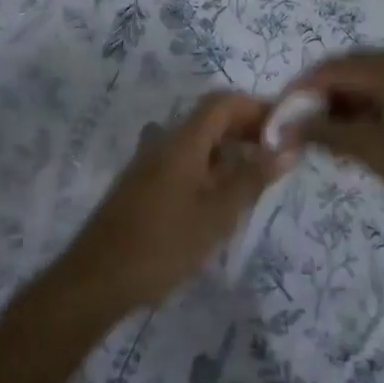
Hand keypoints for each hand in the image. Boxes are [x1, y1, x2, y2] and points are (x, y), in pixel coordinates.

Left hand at [58, 93, 294, 312]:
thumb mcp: (216, 216)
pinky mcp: (141, 185)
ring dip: (227, 150)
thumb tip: (287, 149)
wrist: (96, 279)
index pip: (222, 103)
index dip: (256, 107)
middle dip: (245, 129)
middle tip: (277, 154)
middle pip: (209, 119)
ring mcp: (148, 163)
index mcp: (181, 141)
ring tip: (255, 177)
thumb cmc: (161, 245)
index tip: (286, 127)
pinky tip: (220, 197)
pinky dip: (208, 167)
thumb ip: (251, 180)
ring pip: (196, 142)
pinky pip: (182, 161)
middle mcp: (163, 142)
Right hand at [285, 50, 383, 252]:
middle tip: (304, 121)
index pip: (337, 67)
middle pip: (358, 64)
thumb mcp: (378, 156)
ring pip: (380, 73)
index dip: (303, 87)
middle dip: (327, 90)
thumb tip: (286, 125)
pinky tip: (366, 124)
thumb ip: (329, 134)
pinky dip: (379, 99)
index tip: (281, 110)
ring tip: (332, 127)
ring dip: (353, 94)